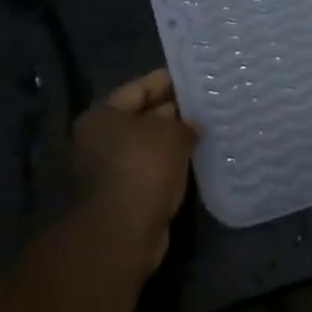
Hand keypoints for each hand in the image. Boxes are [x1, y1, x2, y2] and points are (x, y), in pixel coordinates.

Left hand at [72, 69, 198, 268]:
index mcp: (103, 116)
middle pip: (143, 116)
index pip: (140, 88)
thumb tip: (194, 125)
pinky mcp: (125, 196)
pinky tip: (200, 158)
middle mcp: (101, 139)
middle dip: (175, 111)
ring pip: (150, 146)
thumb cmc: (142, 169)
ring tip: (211, 128)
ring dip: (176, 140)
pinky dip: (173, 164)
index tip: (196, 76)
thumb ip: (186, 123)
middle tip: (209, 102)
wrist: (122, 234)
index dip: (168, 80)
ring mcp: (111, 170)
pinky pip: (154, 170)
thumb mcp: (171, 134)